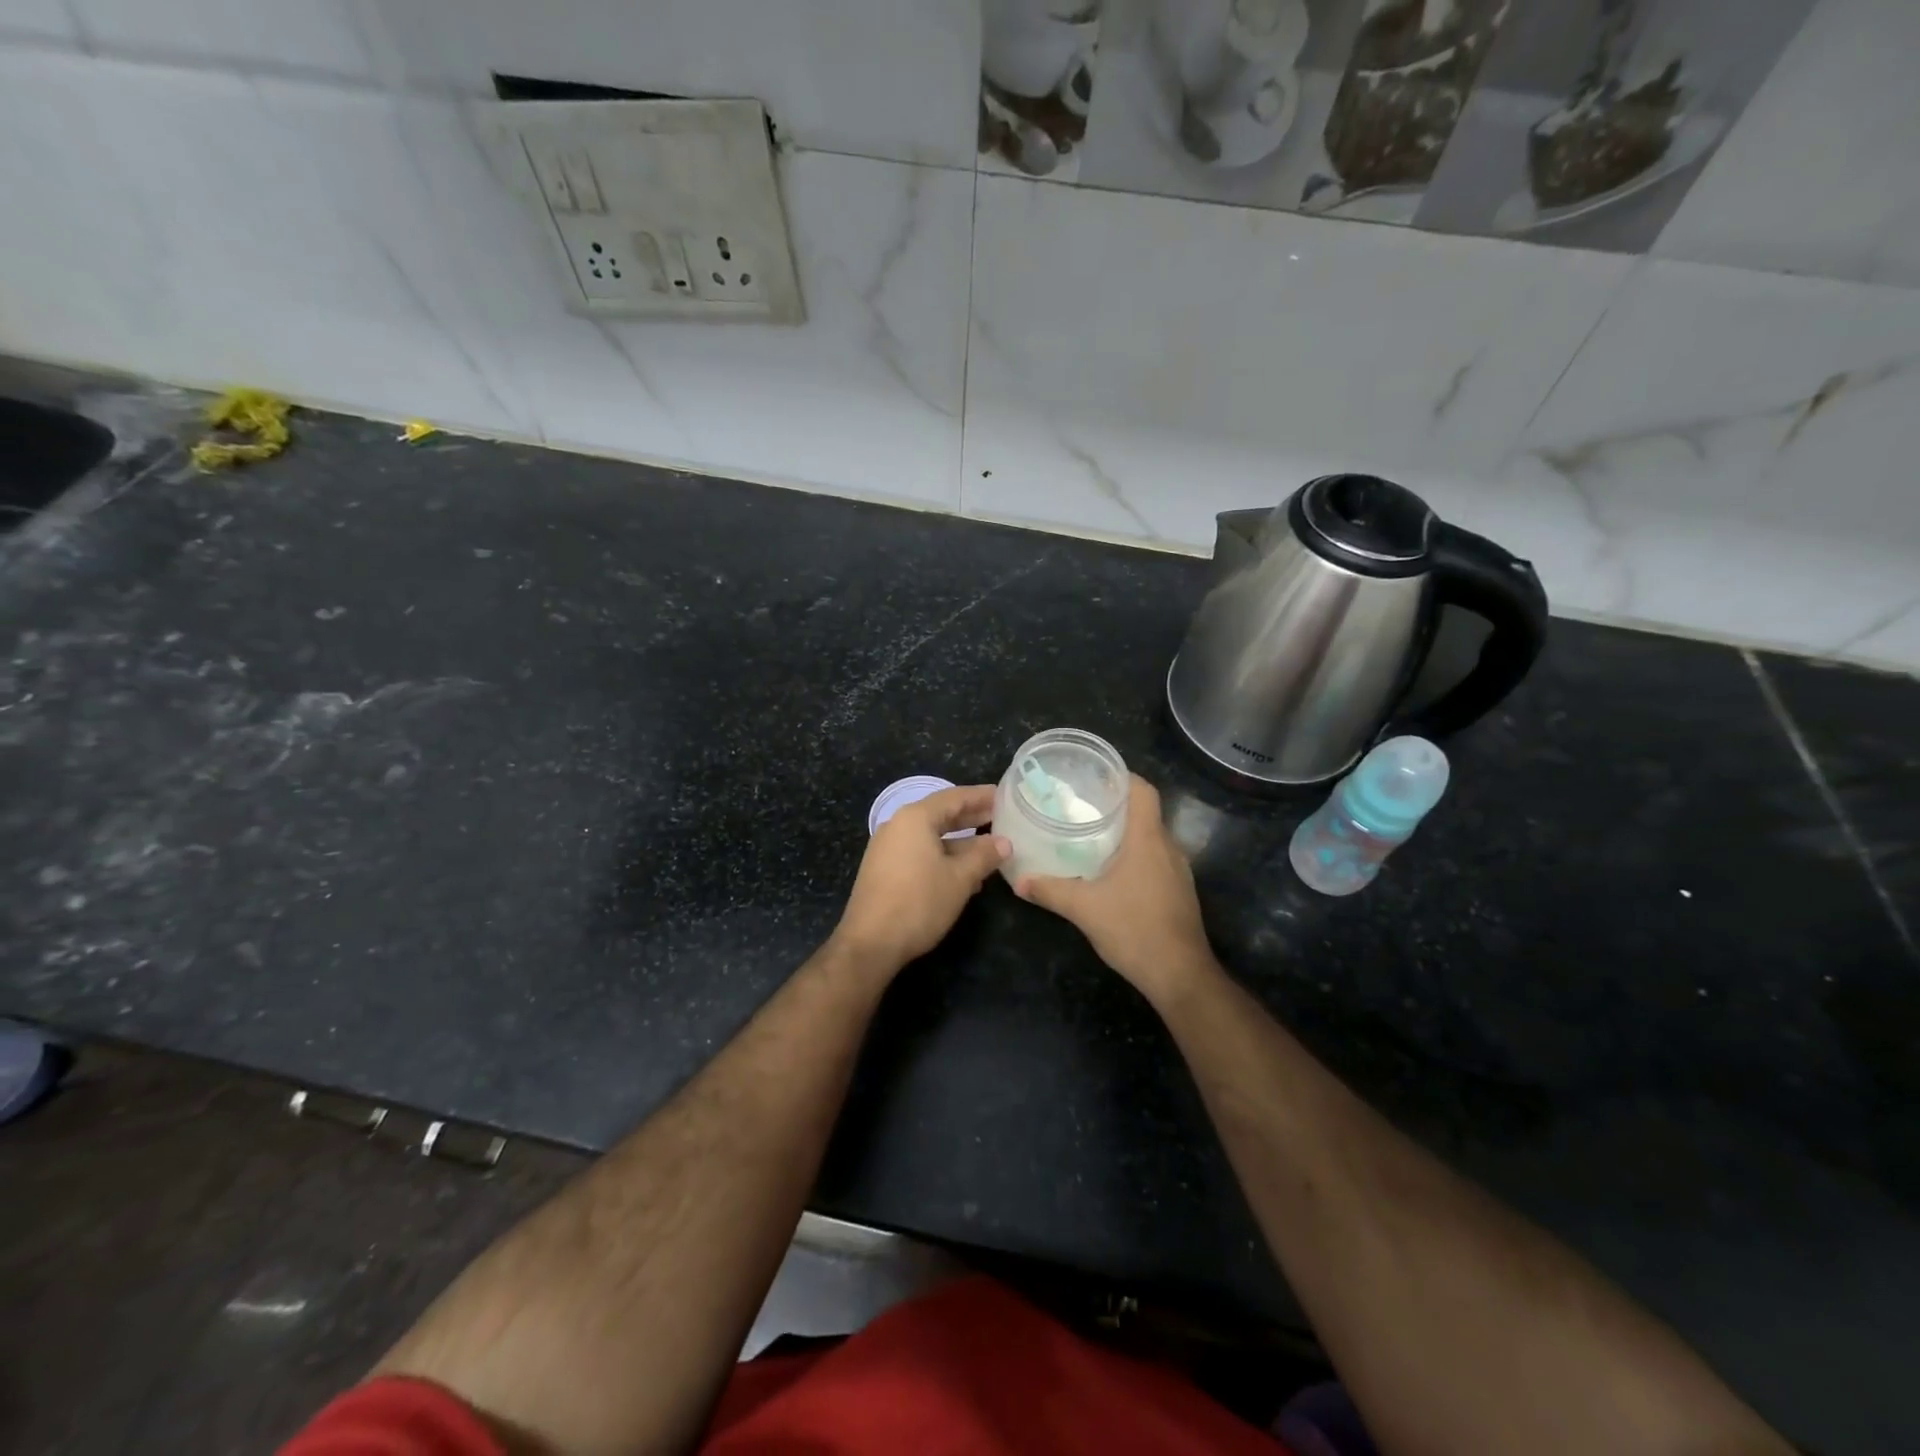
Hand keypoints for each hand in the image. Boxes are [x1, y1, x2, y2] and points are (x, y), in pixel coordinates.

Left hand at [833, 784, 1008, 974]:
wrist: (871, 943)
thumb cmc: (919, 903)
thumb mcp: (960, 878)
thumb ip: (984, 856)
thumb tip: (1004, 842)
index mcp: (915, 818)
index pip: (954, 797)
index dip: (981, 796)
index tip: (1004, 795)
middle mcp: (898, 826)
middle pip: (941, 814)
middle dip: (972, 817)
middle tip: (1001, 816)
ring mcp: (888, 848)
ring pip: (931, 836)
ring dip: (960, 842)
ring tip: (990, 848)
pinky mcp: (884, 869)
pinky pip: (920, 852)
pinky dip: (943, 856)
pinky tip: (965, 873)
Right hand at [1014, 775, 1214, 1007]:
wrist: (1180, 975)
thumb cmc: (1134, 929)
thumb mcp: (1084, 908)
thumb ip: (1050, 890)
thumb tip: (1018, 880)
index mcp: (1148, 839)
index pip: (1143, 790)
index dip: (1121, 777)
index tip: (1095, 777)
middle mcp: (1168, 847)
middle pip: (1145, 812)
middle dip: (1115, 806)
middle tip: (1081, 806)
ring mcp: (1178, 871)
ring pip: (1151, 838)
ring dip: (1125, 833)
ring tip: (1091, 836)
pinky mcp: (1179, 892)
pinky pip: (1156, 860)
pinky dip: (1135, 856)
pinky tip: (1111, 872)